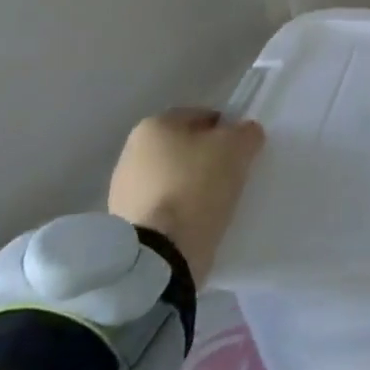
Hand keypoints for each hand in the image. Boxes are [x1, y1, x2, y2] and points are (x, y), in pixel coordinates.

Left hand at [107, 109, 263, 288]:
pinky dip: (181, 210)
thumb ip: (246, 132)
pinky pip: (164, 206)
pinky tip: (198, 221)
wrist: (160, 253)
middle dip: (207, 157)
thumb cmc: (198, 185)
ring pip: (173, 177)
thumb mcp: (237, 148)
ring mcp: (124, 190)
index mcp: (154, 126)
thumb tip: (245, 133)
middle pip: (184, 147)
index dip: (226, 129)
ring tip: (217, 202)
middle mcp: (131, 151)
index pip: (201, 116)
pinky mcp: (125, 223)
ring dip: (193, 185)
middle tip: (233, 174)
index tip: (242, 150)